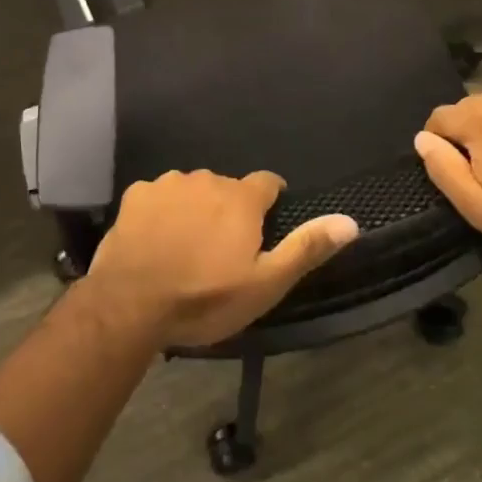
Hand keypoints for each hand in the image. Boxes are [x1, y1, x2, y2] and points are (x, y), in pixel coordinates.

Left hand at [84, 171, 358, 348]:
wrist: (131, 303)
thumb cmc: (205, 297)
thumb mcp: (265, 283)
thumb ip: (306, 248)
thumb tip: (350, 221)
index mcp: (241, 198)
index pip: (268, 183)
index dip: (271, 202)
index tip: (265, 226)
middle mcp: (207, 178)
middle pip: (227, 189)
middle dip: (229, 211)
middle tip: (221, 251)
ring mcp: (168, 183)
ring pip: (192, 190)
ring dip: (195, 210)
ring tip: (186, 248)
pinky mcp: (136, 194)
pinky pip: (158, 197)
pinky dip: (162, 213)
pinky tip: (155, 242)